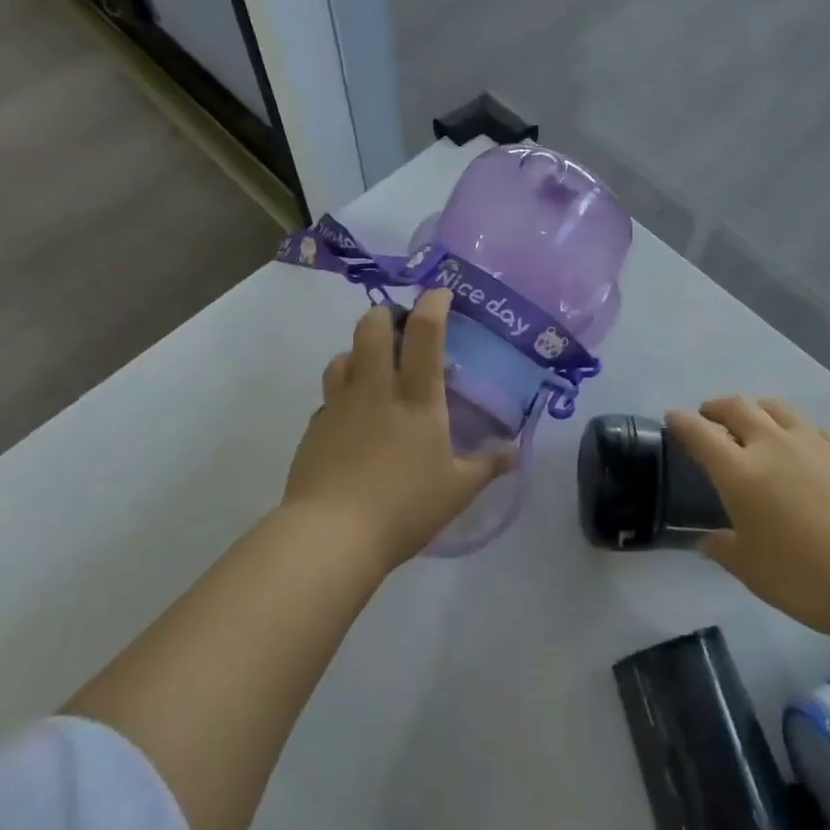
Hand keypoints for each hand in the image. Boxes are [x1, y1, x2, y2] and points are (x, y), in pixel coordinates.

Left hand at [283, 289, 511, 571]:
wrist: (331, 536)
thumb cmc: (404, 508)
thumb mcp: (457, 490)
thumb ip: (487, 465)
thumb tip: (515, 451)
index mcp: (417, 398)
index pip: (425, 333)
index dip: (433, 303)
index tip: (440, 293)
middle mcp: (377, 389)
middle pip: (373, 327)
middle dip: (387, 314)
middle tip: (401, 326)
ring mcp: (340, 405)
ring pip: (343, 354)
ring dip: (360, 350)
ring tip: (374, 367)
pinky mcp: (315, 427)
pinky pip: (329, 395)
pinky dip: (342, 392)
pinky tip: (352, 416)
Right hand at [666, 397, 829, 639]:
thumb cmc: (806, 578)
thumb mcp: (754, 572)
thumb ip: (726, 551)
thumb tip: (708, 541)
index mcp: (740, 472)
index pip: (700, 434)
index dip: (683, 422)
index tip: (674, 417)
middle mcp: (772, 445)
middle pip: (737, 407)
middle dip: (718, 406)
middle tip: (711, 414)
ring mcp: (813, 441)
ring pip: (777, 408)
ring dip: (758, 409)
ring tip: (757, 421)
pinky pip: (815, 428)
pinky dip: (801, 432)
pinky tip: (808, 448)